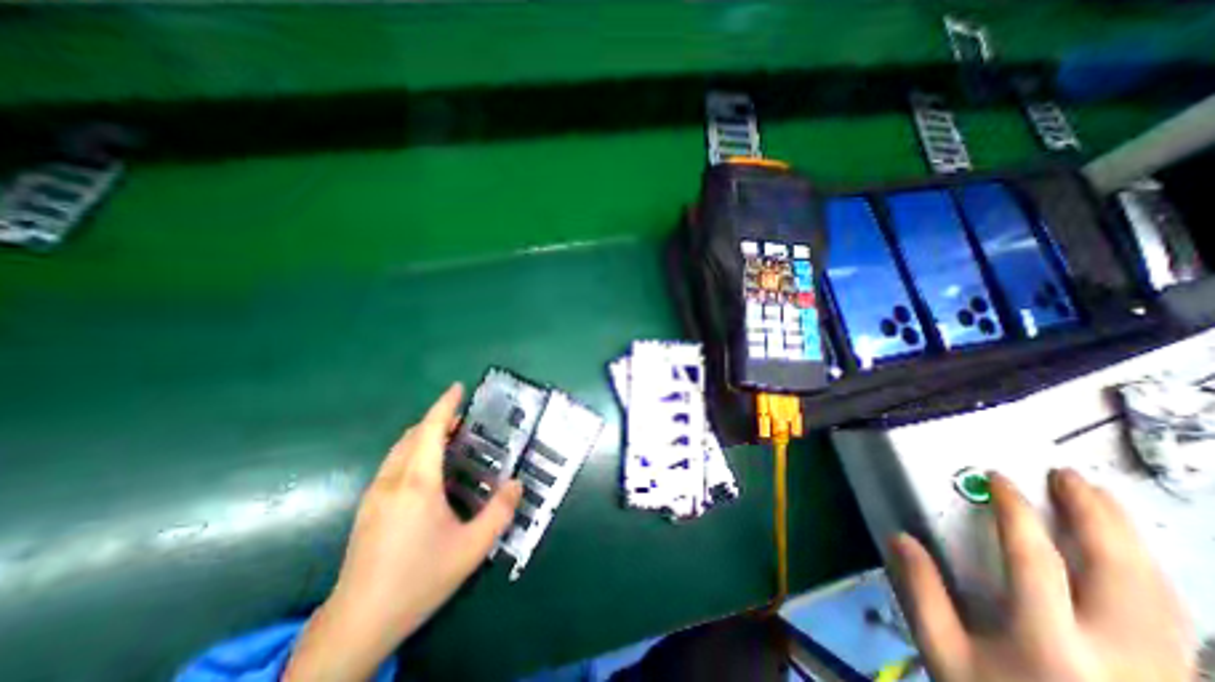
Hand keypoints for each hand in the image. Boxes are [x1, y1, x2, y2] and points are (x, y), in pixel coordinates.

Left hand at [286, 383, 521, 681]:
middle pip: (413, 435)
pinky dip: (412, 451)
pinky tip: (426, 470)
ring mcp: (375, 494)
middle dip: (437, 419)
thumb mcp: (472, 548)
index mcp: (417, 482)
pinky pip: (392, 463)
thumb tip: (517, 484)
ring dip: (423, 435)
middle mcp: (392, 480)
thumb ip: (500, 512)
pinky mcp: (367, 508)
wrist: (357, 623)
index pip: (431, 430)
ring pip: (399, 449)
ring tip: (449, 439)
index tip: (458, 387)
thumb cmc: (419, 579)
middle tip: (464, 420)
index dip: (445, 405)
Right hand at [890, 468, 1193, 681]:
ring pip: (1162, 593)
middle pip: (1119, 572)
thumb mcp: (945, 655)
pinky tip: (1132, 555)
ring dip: (1130, 538)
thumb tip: (900, 537)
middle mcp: (1122, 657)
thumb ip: (922, 593)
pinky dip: (1151, 573)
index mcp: (1051, 645)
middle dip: (1094, 515)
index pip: (1035, 559)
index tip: (999, 478)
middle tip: (1069, 476)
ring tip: (1102, 500)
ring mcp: (1166, 676)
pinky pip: (1175, 617)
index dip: (1015, 511)